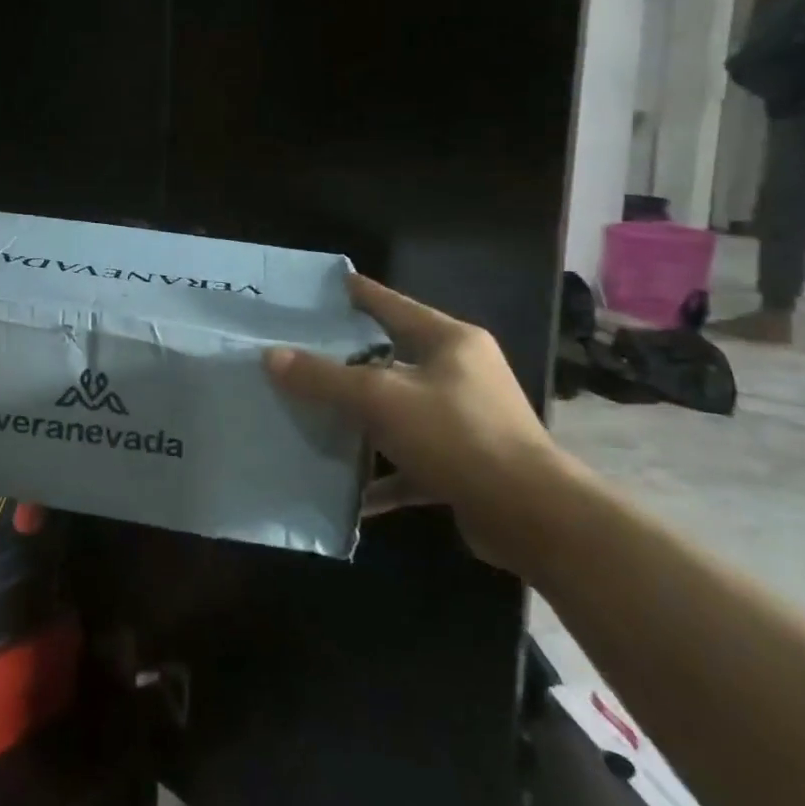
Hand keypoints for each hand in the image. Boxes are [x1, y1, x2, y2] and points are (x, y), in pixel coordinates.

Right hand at [264, 275, 564, 572]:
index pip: (391, 304)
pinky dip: (381, 474)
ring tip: (311, 414)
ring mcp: (463, 420)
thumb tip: (271, 356)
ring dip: (360, 419)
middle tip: (298, 353)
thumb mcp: (381, 399)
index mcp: (449, 341)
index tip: (318, 288)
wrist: (532, 518)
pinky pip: (409, 461)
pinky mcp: (462, 464)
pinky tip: (346, 489)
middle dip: (346, 360)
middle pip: (390, 357)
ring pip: (397, 410)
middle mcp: (460, 373)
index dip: (355, 293)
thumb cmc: (457, 435)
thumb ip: (324, 378)